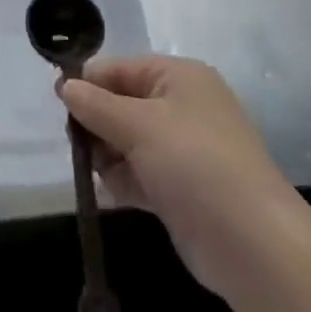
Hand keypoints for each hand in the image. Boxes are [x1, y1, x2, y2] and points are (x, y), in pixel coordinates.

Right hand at [60, 55, 295, 298]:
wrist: (252, 244)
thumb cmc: (194, 164)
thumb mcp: (138, 125)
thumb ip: (96, 104)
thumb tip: (65, 86)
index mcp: (179, 77)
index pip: (121, 68)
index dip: (89, 82)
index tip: (58, 103)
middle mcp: (182, 106)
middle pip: (121, 103)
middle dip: (97, 122)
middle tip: (79, 144)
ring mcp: (183, 149)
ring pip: (126, 140)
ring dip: (108, 155)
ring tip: (103, 172)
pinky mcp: (181, 188)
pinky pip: (139, 172)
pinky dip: (124, 179)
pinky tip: (115, 192)